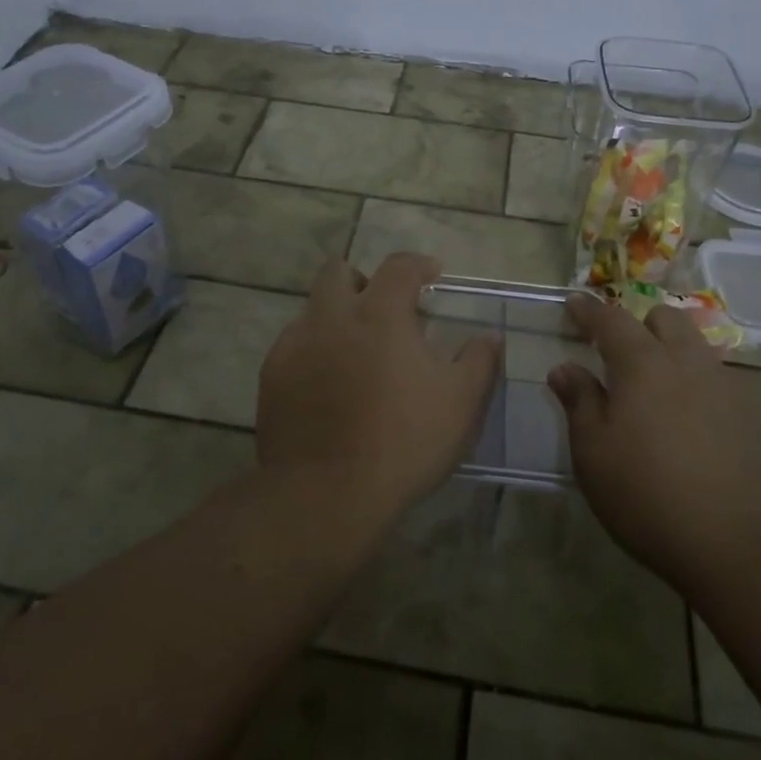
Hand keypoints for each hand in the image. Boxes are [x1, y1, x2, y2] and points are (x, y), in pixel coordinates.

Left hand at [256, 253, 500, 525]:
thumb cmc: (403, 442)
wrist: (326, 495)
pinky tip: (327, 387)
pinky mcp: (272, 375)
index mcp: (379, 314)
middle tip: (383, 313)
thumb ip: (480, 360)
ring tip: (354, 356)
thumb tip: (488, 337)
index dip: (418, 264)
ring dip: (335, 319)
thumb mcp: (461, 403)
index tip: (432, 276)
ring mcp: (295, 344)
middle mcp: (331, 317)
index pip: (399, 266)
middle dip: (362, 282)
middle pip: (338, 272)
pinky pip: (292, 346)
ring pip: (312, 309)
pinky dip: (313, 352)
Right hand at [549, 295, 760, 588]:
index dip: (589, 310)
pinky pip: (719, 381)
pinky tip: (692, 425)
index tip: (573, 303)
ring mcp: (727, 387)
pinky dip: (698, 386)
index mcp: (643, 364)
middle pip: (665, 319)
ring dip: (671, 353)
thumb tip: (565, 368)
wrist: (742, 546)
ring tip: (656, 390)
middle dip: (639, 324)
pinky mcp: (754, 416)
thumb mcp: (593, 454)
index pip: (611, 319)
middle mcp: (688, 362)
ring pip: (696, 348)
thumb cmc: (648, 496)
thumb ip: (579, 403)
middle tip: (619, 352)